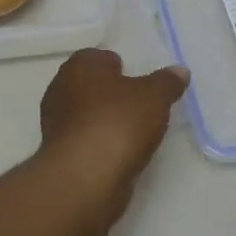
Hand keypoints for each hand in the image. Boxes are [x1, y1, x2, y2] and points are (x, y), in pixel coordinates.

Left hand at [38, 49, 190, 194]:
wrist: (84, 178)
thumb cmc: (117, 123)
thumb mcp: (154, 97)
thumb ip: (167, 82)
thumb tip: (179, 71)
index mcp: (79, 66)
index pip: (98, 57)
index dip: (119, 66)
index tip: (139, 81)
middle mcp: (60, 89)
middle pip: (91, 86)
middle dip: (112, 95)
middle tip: (140, 106)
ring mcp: (56, 124)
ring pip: (86, 115)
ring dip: (105, 122)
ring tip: (134, 134)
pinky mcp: (59, 155)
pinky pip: (85, 142)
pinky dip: (100, 145)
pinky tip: (120, 155)